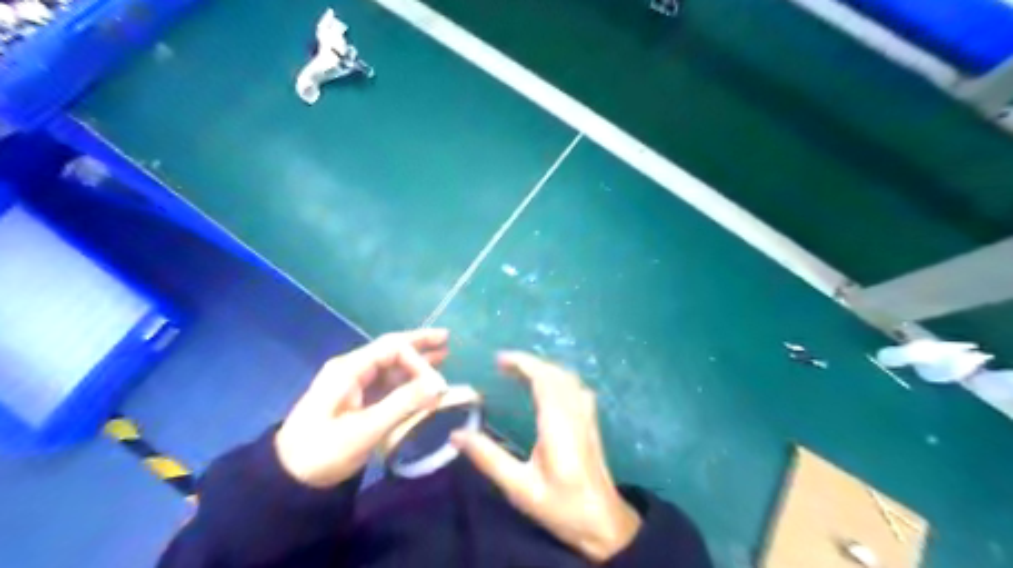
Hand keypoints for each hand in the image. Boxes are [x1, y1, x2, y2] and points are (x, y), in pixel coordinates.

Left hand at [277, 329, 449, 487]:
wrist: (287, 480)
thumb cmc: (323, 451)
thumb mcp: (365, 429)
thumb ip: (403, 403)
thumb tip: (440, 385)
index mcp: (349, 369)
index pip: (391, 349)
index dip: (418, 360)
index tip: (437, 385)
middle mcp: (352, 370)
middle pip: (391, 349)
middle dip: (418, 344)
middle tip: (446, 338)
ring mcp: (353, 384)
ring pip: (390, 366)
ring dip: (415, 361)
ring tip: (442, 355)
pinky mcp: (356, 400)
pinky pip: (386, 383)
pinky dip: (407, 380)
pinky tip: (422, 381)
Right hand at [452, 352, 638, 561]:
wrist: (603, 521)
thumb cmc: (561, 506)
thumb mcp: (519, 487)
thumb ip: (488, 458)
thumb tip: (456, 435)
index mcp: (558, 424)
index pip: (543, 378)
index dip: (522, 363)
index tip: (499, 360)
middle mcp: (575, 412)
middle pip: (555, 373)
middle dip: (529, 363)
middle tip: (502, 365)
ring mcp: (587, 416)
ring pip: (567, 377)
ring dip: (544, 368)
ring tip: (519, 372)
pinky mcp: (591, 422)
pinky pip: (574, 386)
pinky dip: (557, 377)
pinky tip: (546, 387)